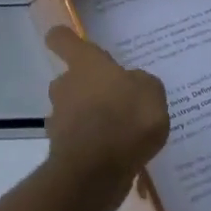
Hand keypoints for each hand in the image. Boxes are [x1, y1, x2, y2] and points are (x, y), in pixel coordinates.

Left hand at [43, 27, 169, 209]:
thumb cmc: (125, 118)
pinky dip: (91, 145)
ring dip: (89, 117)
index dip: (64, 38)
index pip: (62, 39)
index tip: (69, 41)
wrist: (97, 171)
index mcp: (85, 63)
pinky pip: (78, 140)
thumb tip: (131, 83)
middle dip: (87, 88)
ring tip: (120, 133)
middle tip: (115, 99)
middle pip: (69, 79)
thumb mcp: (151, 92)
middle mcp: (65, 86)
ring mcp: (59, 118)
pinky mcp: (61, 149)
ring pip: (72, 110)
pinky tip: (115, 156)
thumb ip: (140, 83)